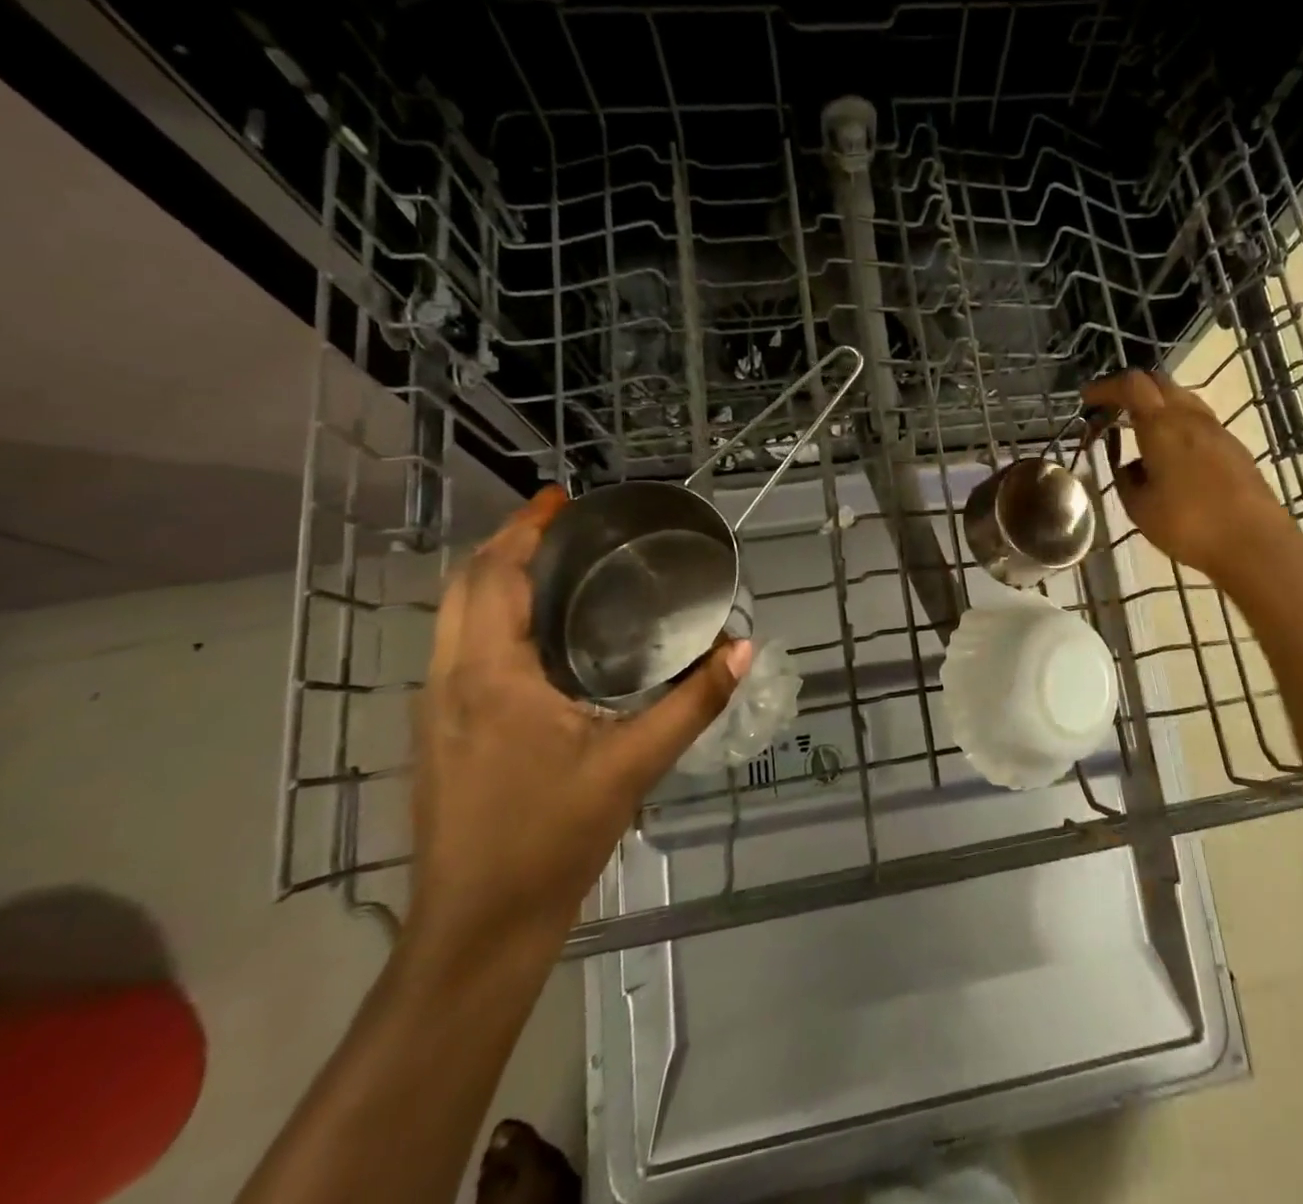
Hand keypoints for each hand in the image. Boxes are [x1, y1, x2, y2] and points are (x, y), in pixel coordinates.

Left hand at [408, 488, 749, 958]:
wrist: (477, 928)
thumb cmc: (551, 838)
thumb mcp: (633, 765)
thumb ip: (693, 702)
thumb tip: (743, 649)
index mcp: (490, 677)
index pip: (494, 578)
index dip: (523, 530)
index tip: (560, 498)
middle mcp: (449, 681)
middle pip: (464, 587)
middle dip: (506, 544)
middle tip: (563, 524)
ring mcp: (436, 709)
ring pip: (454, 618)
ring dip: (494, 578)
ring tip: (553, 563)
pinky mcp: (440, 734)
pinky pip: (459, 647)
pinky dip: (490, 615)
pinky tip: (536, 632)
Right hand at [1083, 370, 1284, 582]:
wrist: (1254, 542)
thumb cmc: (1189, 524)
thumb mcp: (1140, 508)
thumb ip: (1126, 481)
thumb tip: (1128, 467)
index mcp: (1161, 425)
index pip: (1131, 385)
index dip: (1106, 387)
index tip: (1087, 399)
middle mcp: (1190, 417)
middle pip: (1158, 382)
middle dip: (1131, 389)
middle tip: (1112, 409)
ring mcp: (1217, 430)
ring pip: (1182, 399)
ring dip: (1157, 404)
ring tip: (1140, 429)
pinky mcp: (1234, 447)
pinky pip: (1198, 421)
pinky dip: (1177, 423)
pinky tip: (1170, 453)